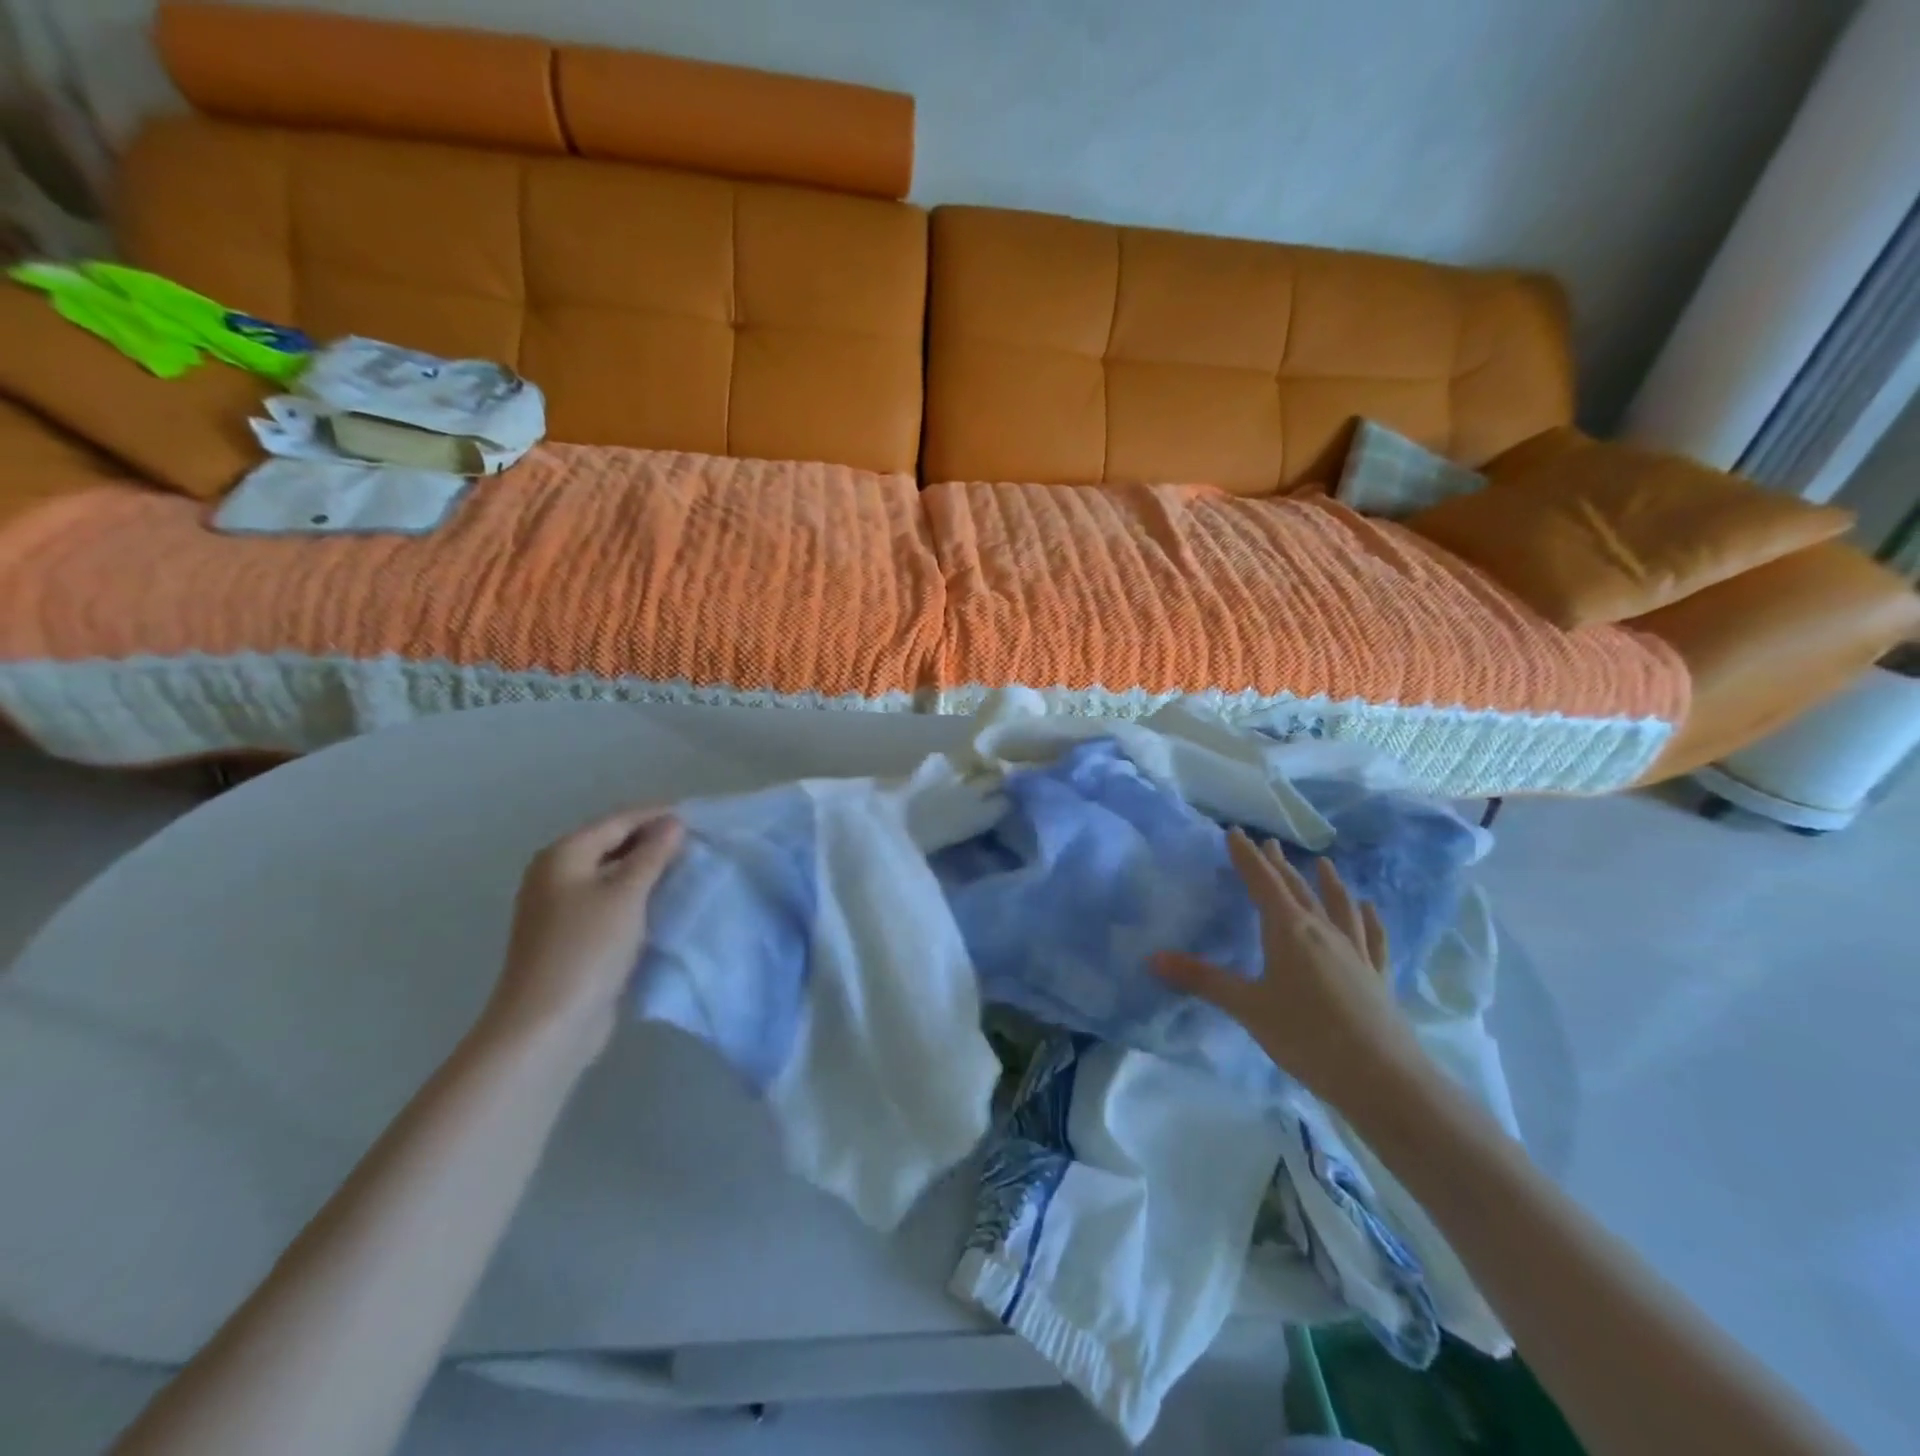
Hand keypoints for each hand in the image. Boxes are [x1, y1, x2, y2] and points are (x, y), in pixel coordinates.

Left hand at [476, 807, 683, 1064]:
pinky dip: (637, 897)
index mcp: (563, 855)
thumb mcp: (626, 894)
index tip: (700, 819)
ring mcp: (561, 907)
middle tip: (699, 845)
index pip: (618, 820)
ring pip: (613, 874)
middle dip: (654, 842)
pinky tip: (664, 903)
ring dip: (648, 871)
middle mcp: (556, 874)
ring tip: (688, 870)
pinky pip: (611, 902)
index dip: (658, 816)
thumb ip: (652, 854)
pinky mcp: (572, 936)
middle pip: (612, 844)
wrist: (547, 1025)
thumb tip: (673, 822)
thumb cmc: (587, 949)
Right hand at [1154, 829, 1425, 1110]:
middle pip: (1297, 889)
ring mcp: (1354, 952)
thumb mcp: (1247, 1007)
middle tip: (1267, 844)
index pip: (1262, 883)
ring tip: (1322, 863)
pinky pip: (1371, 937)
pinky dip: (1368, 918)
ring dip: (1327, 883)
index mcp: (1288, 931)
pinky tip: (1369, 908)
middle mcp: (1322, 931)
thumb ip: (1203, 980)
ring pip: (1337, 906)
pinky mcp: (1376, 975)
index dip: (1246, 857)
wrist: (1382, 1078)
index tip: (1236, 832)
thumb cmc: (1307, 1037)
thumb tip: (1153, 958)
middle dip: (1278, 866)